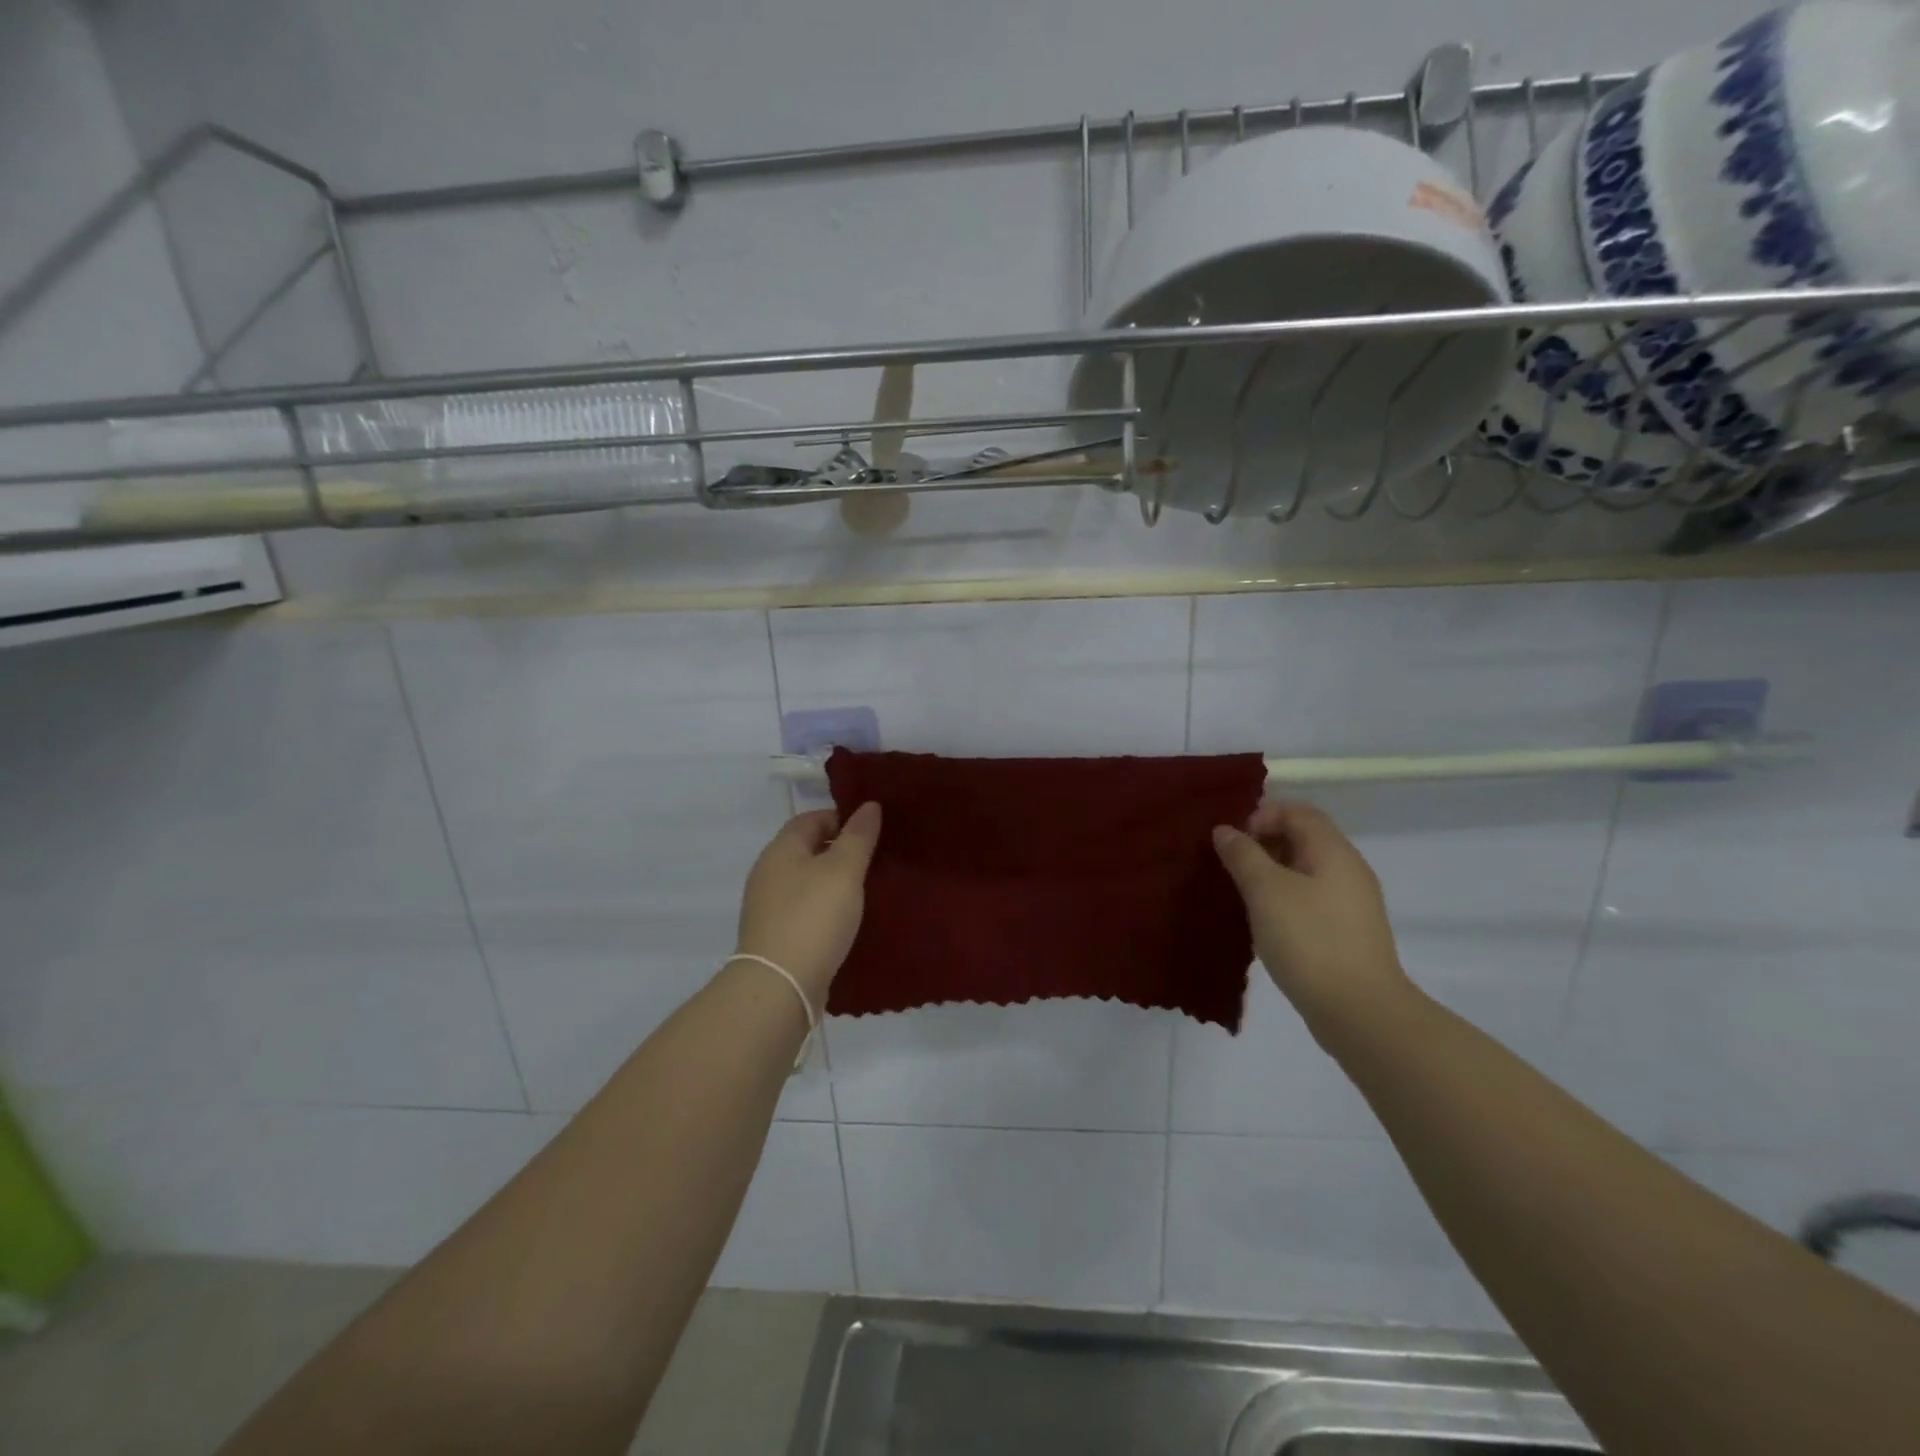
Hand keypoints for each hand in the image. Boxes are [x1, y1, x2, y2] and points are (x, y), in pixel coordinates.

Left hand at [734, 804, 881, 1005]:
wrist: (780, 985)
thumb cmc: (813, 917)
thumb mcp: (844, 870)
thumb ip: (858, 836)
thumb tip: (869, 806)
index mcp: (781, 849)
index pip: (812, 819)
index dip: (843, 819)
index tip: (874, 831)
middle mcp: (769, 873)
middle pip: (808, 850)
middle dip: (841, 851)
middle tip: (877, 859)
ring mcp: (769, 907)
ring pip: (808, 882)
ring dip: (834, 882)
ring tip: (869, 890)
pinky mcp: (776, 936)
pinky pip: (806, 910)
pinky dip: (826, 909)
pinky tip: (848, 921)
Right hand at [1212, 801, 1415, 1038]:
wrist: (1359, 1011)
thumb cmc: (1309, 939)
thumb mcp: (1265, 890)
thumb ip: (1243, 854)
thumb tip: (1226, 830)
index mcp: (1333, 851)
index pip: (1298, 811)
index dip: (1262, 816)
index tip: (1234, 843)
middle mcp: (1348, 869)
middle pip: (1303, 838)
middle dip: (1263, 844)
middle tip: (1232, 867)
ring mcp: (1352, 903)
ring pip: (1305, 870)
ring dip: (1271, 874)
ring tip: (1242, 895)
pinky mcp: (1347, 933)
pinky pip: (1311, 899)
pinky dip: (1284, 900)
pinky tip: (1265, 923)